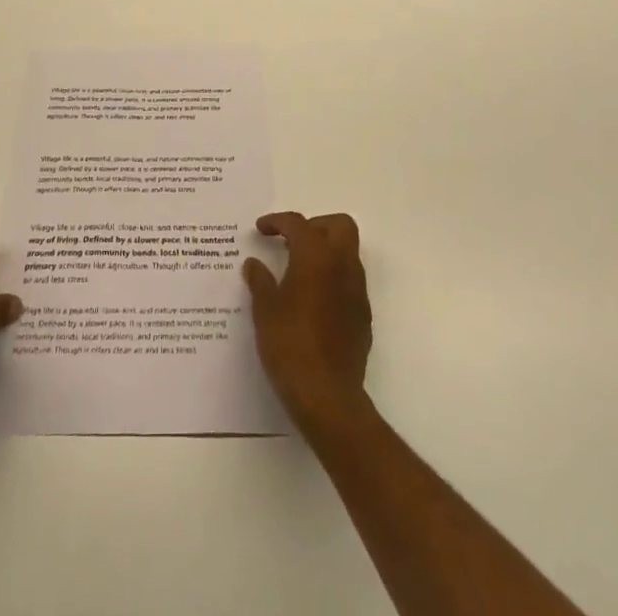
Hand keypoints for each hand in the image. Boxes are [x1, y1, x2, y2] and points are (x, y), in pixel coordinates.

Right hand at [243, 211, 372, 430]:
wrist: (328, 396)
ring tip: (297, 269)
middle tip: (290, 241)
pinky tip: (311, 299)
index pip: (298, 223)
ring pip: (348, 252)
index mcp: (316, 257)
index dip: (277, 221)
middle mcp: (342, 266)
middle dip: (315, 225)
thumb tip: (254, 264)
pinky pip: (350, 280)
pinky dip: (332, 276)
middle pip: (338, 225)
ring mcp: (357, 291)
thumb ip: (260, 281)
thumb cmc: (290, 345)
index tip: (261, 229)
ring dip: (325, 250)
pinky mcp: (363, 315)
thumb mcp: (265, 310)